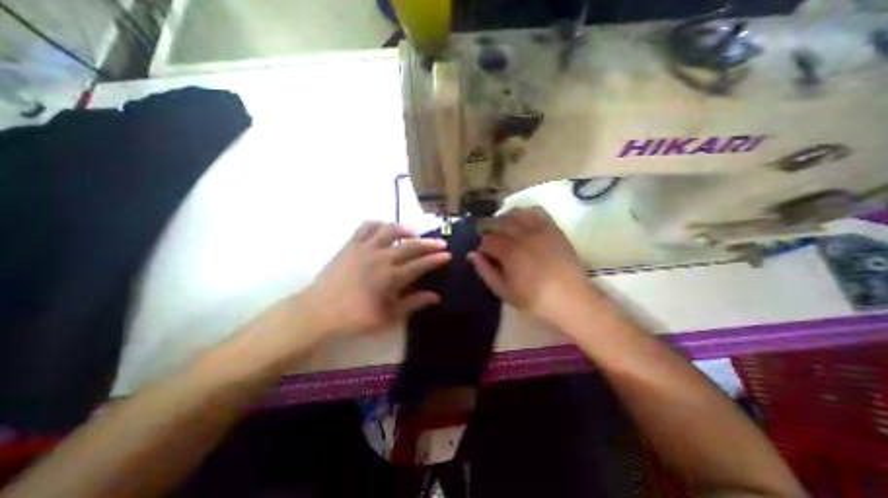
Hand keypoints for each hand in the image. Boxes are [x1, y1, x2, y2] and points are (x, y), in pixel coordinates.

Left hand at [302, 222, 451, 335]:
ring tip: (413, 234)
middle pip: (411, 245)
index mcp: (391, 277)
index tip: (448, 255)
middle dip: (430, 243)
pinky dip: (379, 224)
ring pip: (390, 229)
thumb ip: (414, 304)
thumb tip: (436, 297)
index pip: (421, 264)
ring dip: (406, 230)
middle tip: (441, 243)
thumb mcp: (388, 316)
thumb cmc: (355, 318)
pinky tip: (385, 230)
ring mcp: (365, 248)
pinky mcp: (351, 244)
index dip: (436, 259)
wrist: (319, 311)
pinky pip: (367, 226)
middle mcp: (381, 258)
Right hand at [468, 207, 592, 326]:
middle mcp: (523, 235)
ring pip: (515, 213)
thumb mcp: (504, 291)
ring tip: (503, 228)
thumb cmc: (534, 299)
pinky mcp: (553, 228)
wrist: (571, 299)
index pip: (487, 240)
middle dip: (489, 228)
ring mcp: (540, 229)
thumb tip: (472, 254)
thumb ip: (485, 271)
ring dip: (504, 218)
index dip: (482, 246)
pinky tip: (521, 221)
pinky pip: (536, 212)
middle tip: (489, 238)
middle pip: (499, 222)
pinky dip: (525, 213)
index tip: (484, 254)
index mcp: (510, 251)